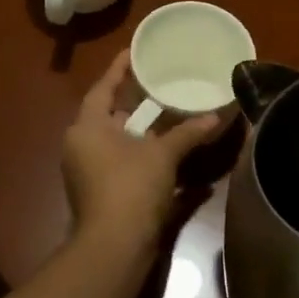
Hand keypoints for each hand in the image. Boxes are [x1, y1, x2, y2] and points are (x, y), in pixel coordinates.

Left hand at [62, 49, 223, 256]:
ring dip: (141, 128)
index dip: (119, 68)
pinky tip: (170, 148)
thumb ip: (187, 133)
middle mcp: (82, 146)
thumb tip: (215, 116)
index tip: (134, 50)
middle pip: (109, 114)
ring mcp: (90, 171)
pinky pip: (123, 161)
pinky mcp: (102, 192)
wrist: (115, 247)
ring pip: (117, 140)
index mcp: (87, 128)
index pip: (102, 88)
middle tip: (158, 80)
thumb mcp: (162, 155)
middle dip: (133, 99)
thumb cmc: (131, 188)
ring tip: (168, 109)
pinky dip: (144, 152)